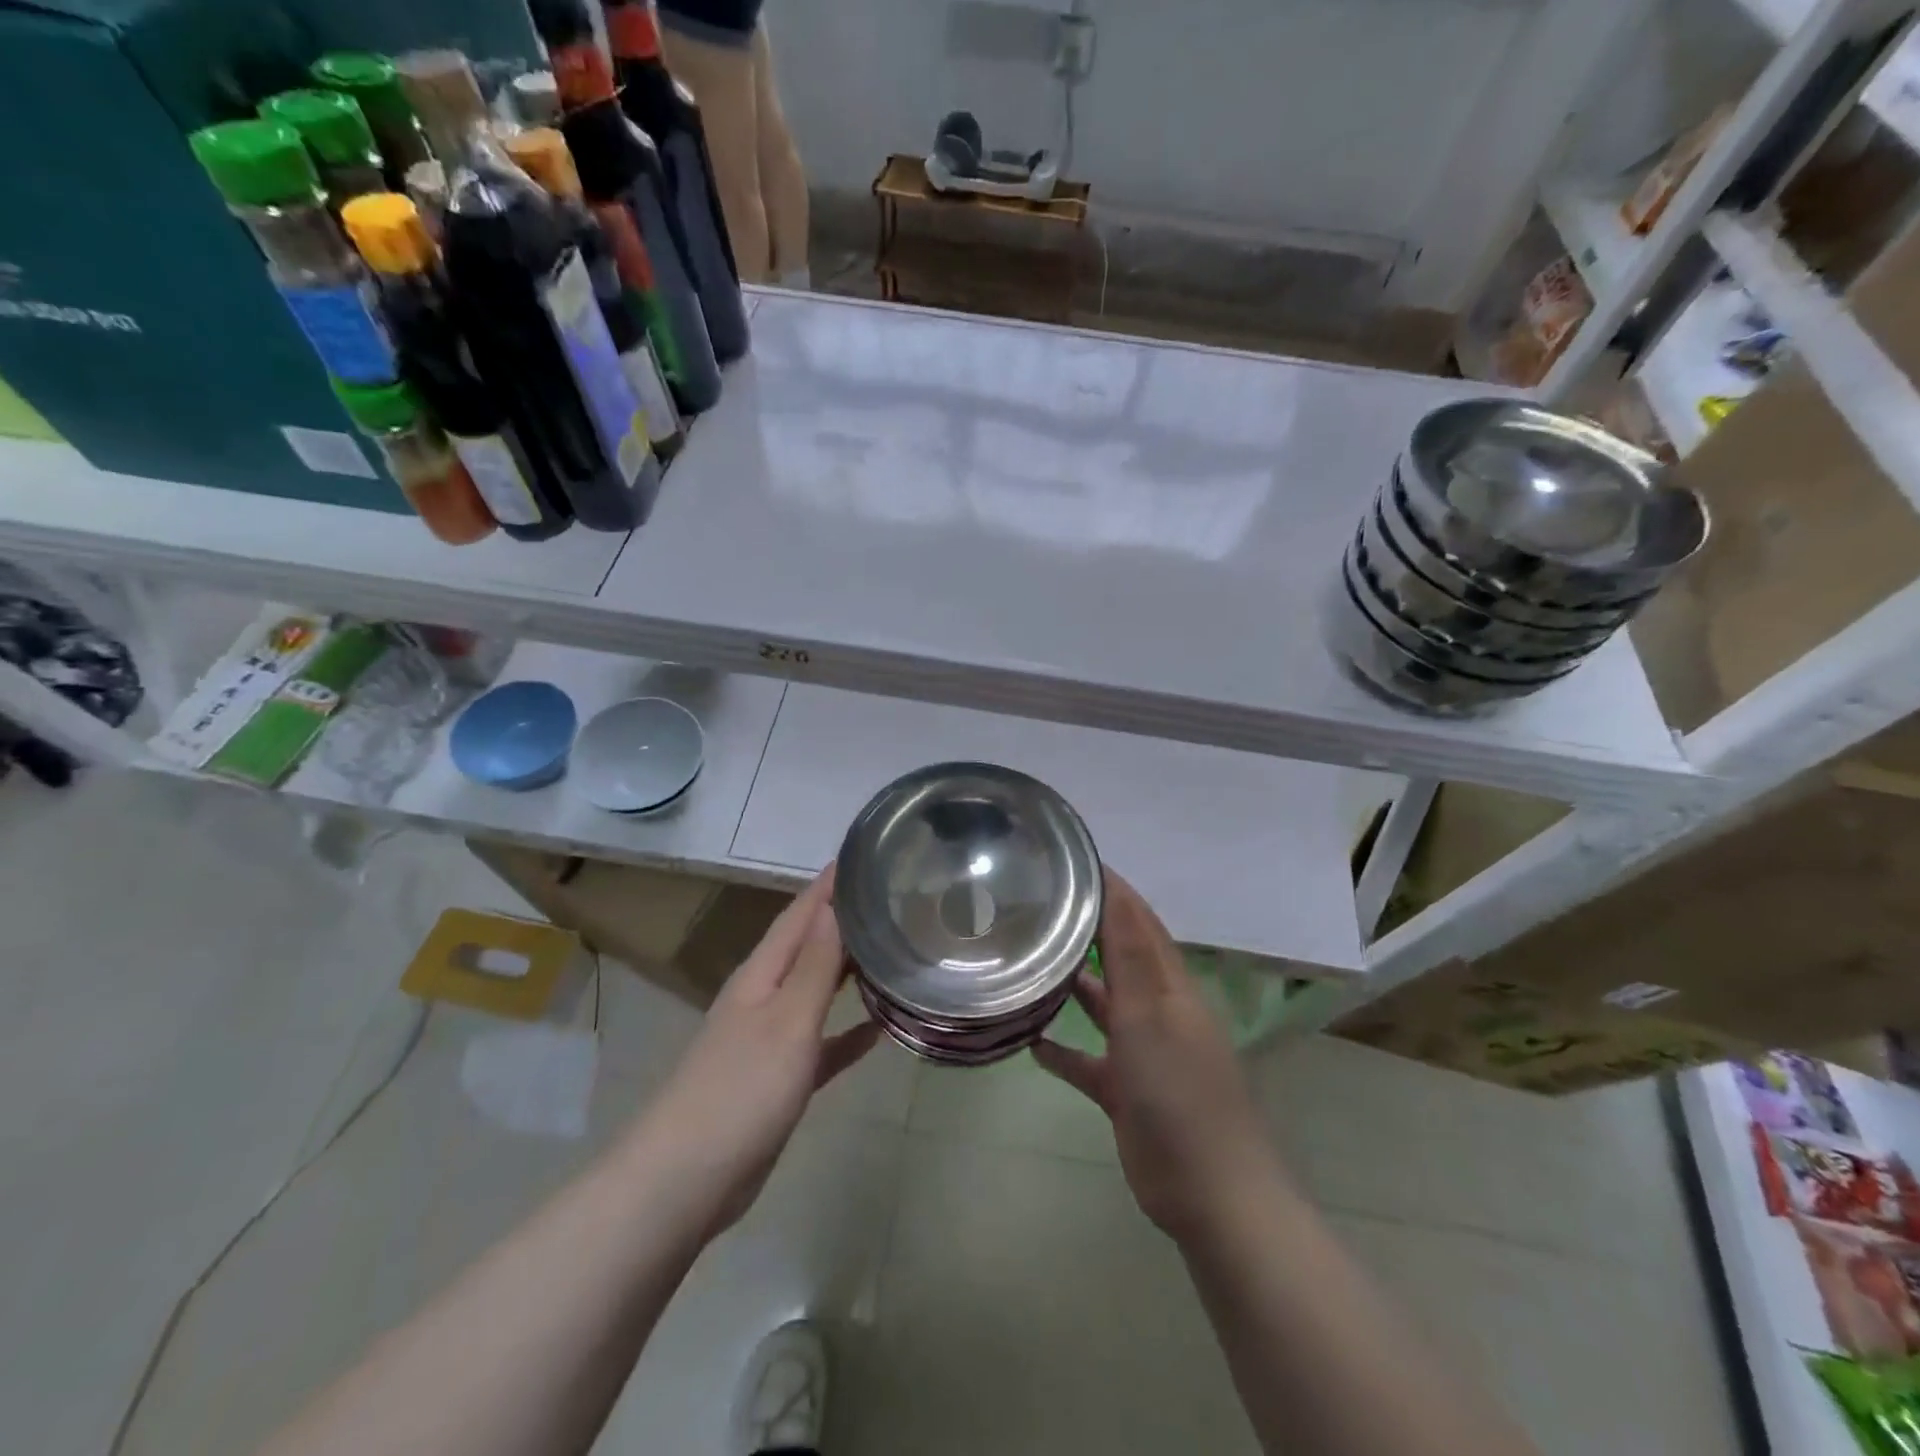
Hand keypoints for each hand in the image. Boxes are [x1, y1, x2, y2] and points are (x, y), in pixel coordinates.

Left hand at [630, 866, 879, 1236]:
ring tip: (892, 948)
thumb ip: (814, 964)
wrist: (685, 1181)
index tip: (863, 853)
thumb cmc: (740, 1089)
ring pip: (817, 990)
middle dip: (844, 920)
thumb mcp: (788, 1020)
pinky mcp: (779, 1079)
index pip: (801, 914)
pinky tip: (880, 1028)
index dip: (829, 885)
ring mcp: (769, 1038)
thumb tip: (834, 905)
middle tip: (891, 897)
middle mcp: (764, 996)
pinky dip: (848, 1032)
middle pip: (809, 946)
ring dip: (849, 970)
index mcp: (762, 974)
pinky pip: (822, 1043)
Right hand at [1034, 870, 1281, 1244]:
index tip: (1070, 861)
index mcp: (1169, 985)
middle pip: (1119, 958)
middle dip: (1085, 930)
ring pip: (1102, 1005)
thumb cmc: (1179, 1090)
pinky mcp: (1125, 1091)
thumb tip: (1114, 888)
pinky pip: (1087, 1060)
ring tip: (1027, 962)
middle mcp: (1157, 1010)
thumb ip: (1128, 952)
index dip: (1111, 889)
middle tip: (1036, 907)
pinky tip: (1029, 1040)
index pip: (1138, 921)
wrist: (1209, 1192)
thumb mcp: (1150, 1012)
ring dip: (1071, 985)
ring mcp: (1142, 1052)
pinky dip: (1062, 1048)